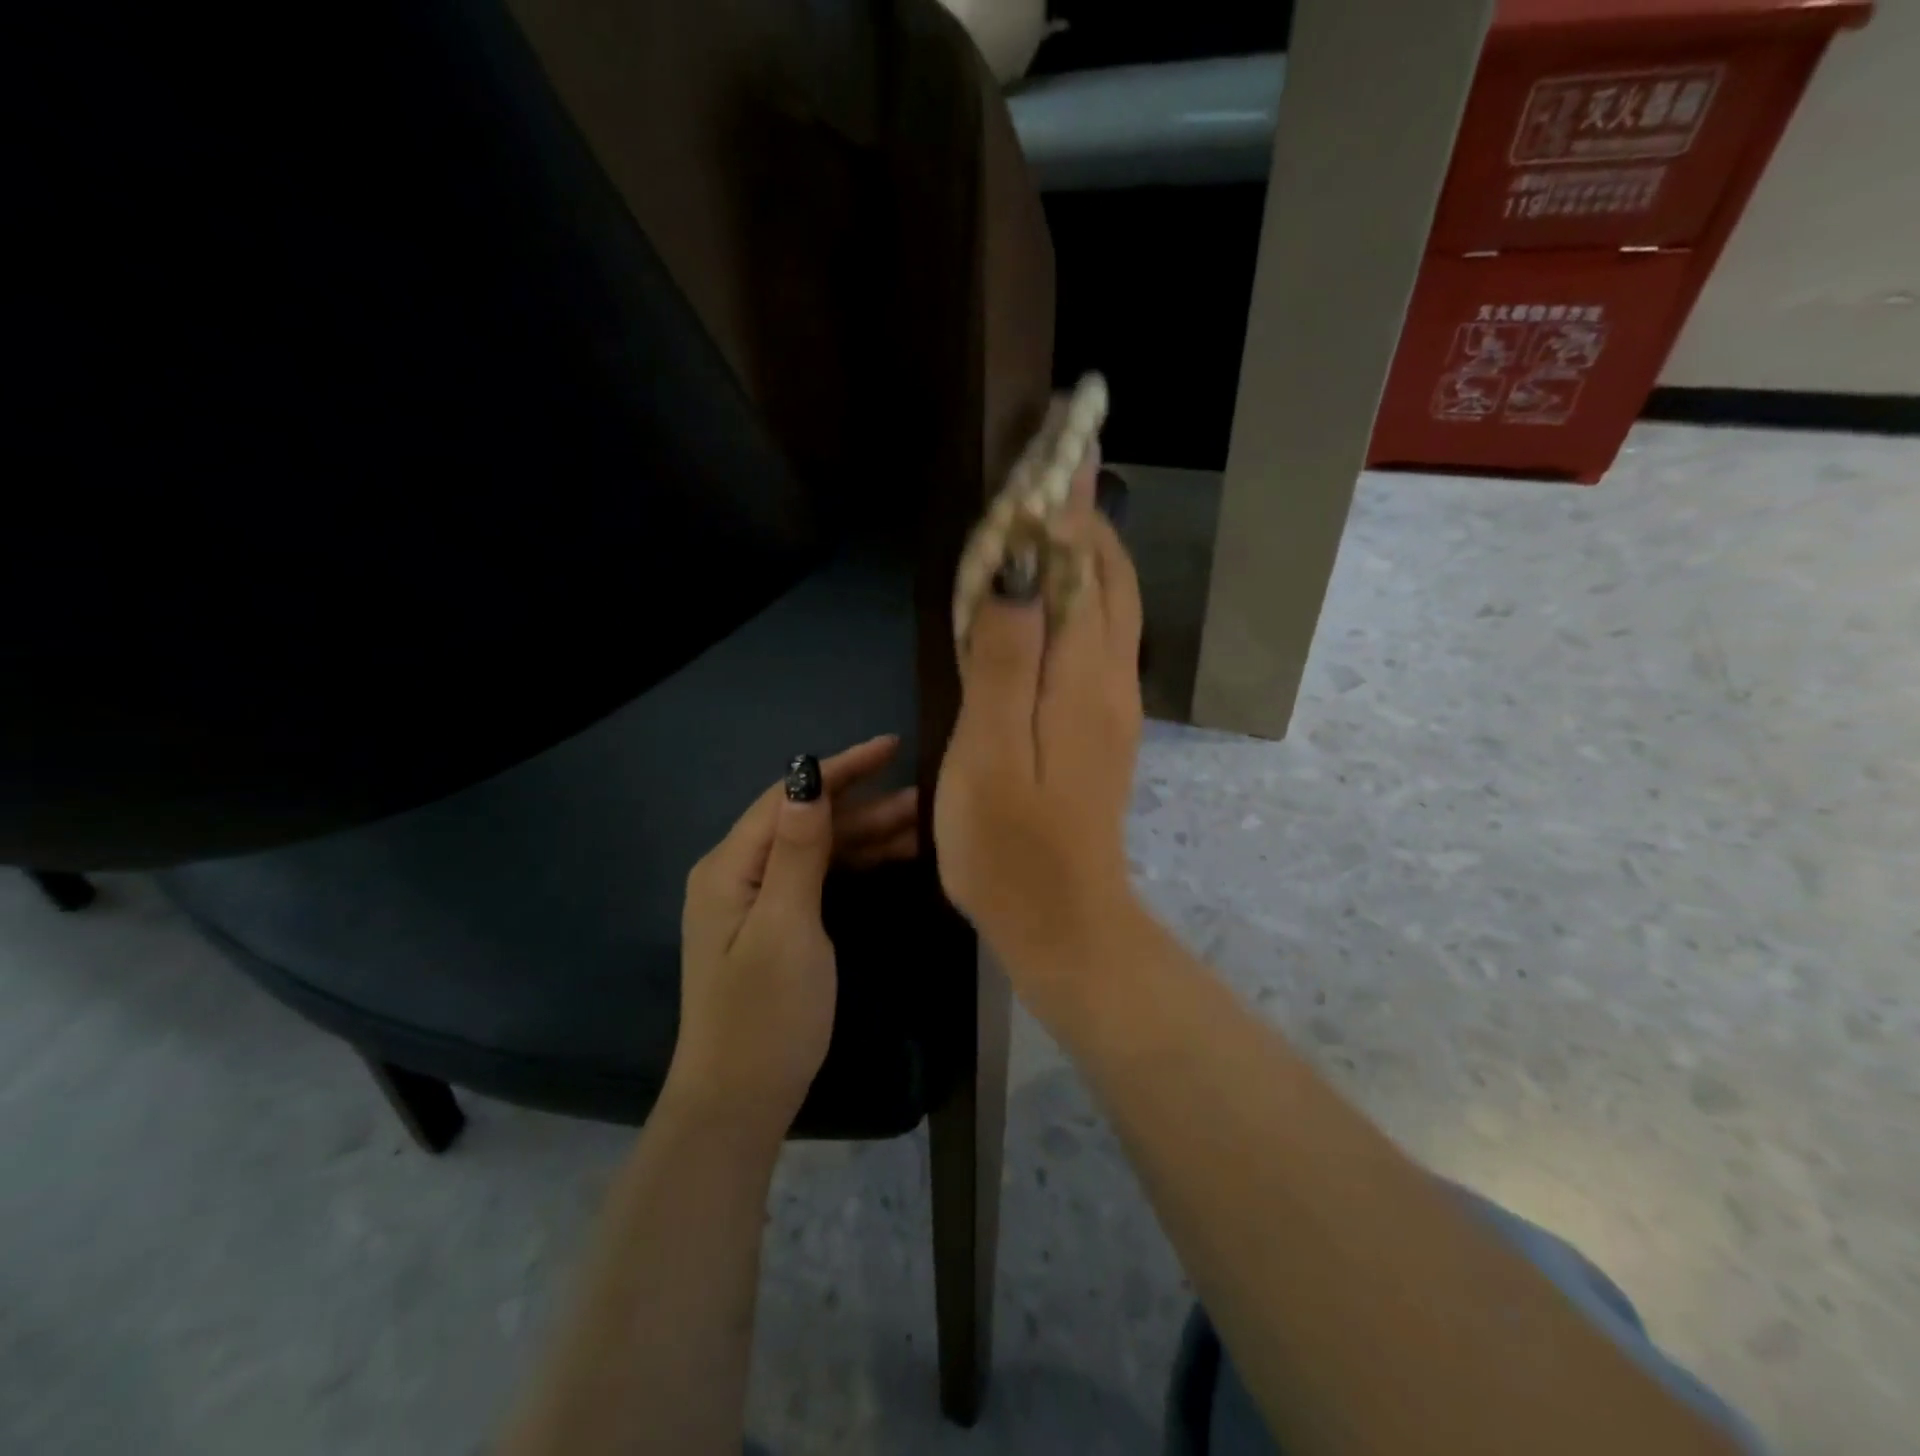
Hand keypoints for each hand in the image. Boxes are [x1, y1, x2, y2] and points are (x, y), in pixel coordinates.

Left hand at [668, 735, 917, 1133]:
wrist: (739, 1101)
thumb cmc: (766, 1015)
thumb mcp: (787, 927)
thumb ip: (799, 849)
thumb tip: (808, 773)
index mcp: (731, 867)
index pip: (788, 796)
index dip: (841, 768)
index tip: (891, 747)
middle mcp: (738, 874)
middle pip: (806, 819)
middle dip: (863, 803)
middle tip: (925, 796)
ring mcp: (756, 901)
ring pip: (817, 849)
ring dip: (866, 833)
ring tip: (922, 823)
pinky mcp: (775, 924)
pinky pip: (818, 877)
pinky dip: (855, 863)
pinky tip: (894, 858)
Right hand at [934, 465, 1145, 1013]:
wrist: (1062, 920)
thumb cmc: (1010, 845)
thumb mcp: (989, 753)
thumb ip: (1004, 661)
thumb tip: (1017, 573)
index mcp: (1082, 678)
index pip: (1084, 569)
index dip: (1068, 511)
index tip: (1055, 453)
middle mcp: (1109, 681)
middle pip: (1109, 582)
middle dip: (1087, 522)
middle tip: (1055, 472)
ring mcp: (1110, 707)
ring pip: (1110, 610)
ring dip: (1088, 557)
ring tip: (1053, 520)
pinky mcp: (1100, 730)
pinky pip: (1099, 642)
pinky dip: (1083, 600)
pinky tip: (1053, 601)